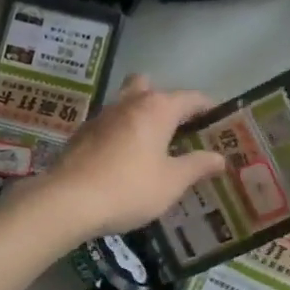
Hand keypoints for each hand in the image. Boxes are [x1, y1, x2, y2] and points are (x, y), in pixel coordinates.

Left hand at [24, 75, 228, 242]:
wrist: (68, 201)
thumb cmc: (130, 188)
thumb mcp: (172, 182)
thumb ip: (198, 166)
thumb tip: (220, 158)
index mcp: (157, 108)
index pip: (192, 97)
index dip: (209, 108)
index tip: (220, 122)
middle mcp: (130, 102)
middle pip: (151, 88)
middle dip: (166, 103)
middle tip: (178, 130)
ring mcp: (102, 116)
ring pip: (127, 104)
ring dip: (140, 117)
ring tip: (152, 147)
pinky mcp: (82, 133)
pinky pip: (109, 125)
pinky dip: (120, 134)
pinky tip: (124, 160)